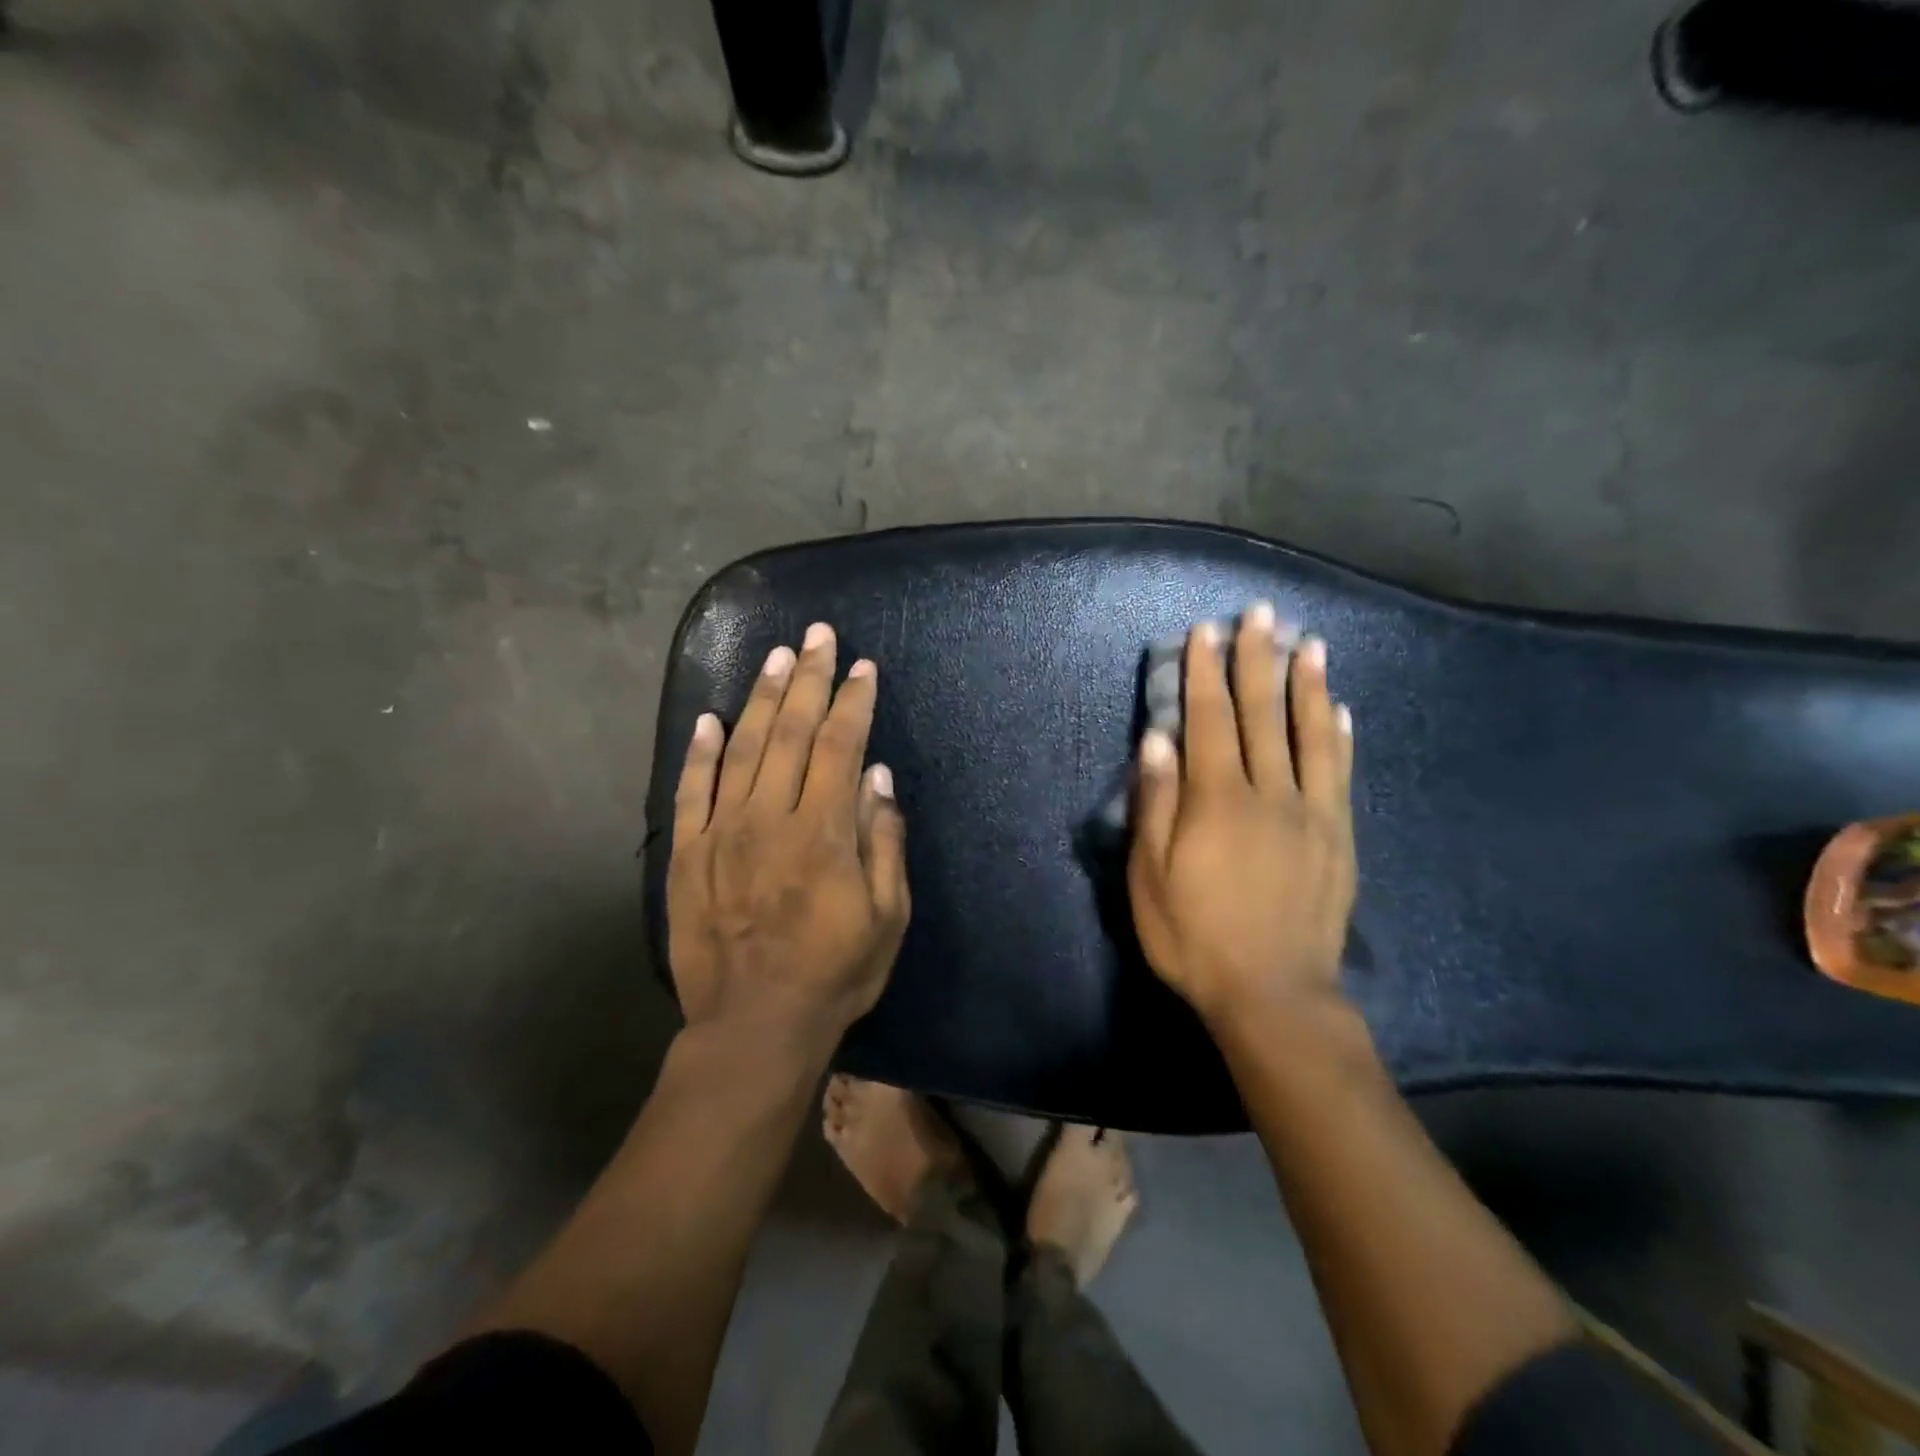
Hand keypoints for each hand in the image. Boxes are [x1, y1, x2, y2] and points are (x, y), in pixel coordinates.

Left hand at [668, 623, 910, 1054]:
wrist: (754, 1026)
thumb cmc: (835, 973)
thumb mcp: (887, 916)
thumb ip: (883, 841)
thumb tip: (878, 777)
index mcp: (823, 831)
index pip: (841, 746)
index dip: (854, 702)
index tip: (863, 667)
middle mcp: (770, 817)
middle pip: (792, 732)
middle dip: (810, 678)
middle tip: (819, 636)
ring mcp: (722, 833)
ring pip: (742, 748)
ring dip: (762, 698)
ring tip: (776, 657)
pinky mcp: (688, 854)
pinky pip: (690, 790)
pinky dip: (699, 751)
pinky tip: (709, 717)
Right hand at [1127, 603, 1355, 1026]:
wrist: (1275, 996)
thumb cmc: (1196, 939)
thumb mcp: (1151, 879)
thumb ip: (1156, 805)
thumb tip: (1158, 741)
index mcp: (1218, 802)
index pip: (1210, 721)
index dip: (1204, 674)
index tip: (1205, 631)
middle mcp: (1270, 794)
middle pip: (1263, 714)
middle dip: (1258, 660)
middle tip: (1262, 614)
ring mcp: (1312, 814)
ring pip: (1310, 735)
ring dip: (1308, 685)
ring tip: (1309, 644)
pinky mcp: (1338, 838)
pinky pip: (1340, 774)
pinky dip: (1338, 737)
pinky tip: (1339, 711)